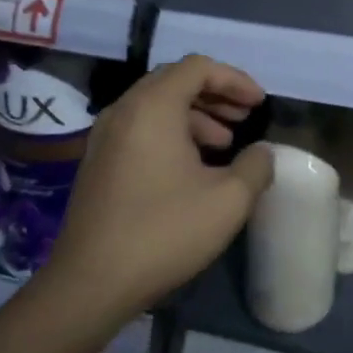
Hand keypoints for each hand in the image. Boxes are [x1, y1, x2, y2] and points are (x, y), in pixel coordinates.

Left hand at [47, 55, 273, 322]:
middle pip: (175, 81)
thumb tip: (262, 153)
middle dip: (216, 95)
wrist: (90, 284)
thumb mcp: (228, 200)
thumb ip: (256, 167)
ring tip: (224, 144)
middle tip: (244, 117)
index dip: (234, 79)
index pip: (198, 67)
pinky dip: (172, 133)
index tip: (258, 105)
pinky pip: (141, 128)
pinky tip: (192, 167)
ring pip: (157, 105)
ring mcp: (105, 137)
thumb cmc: (163, 232)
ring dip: (196, 115)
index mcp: (152, 107)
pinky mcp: (98, 162)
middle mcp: (124, 111)